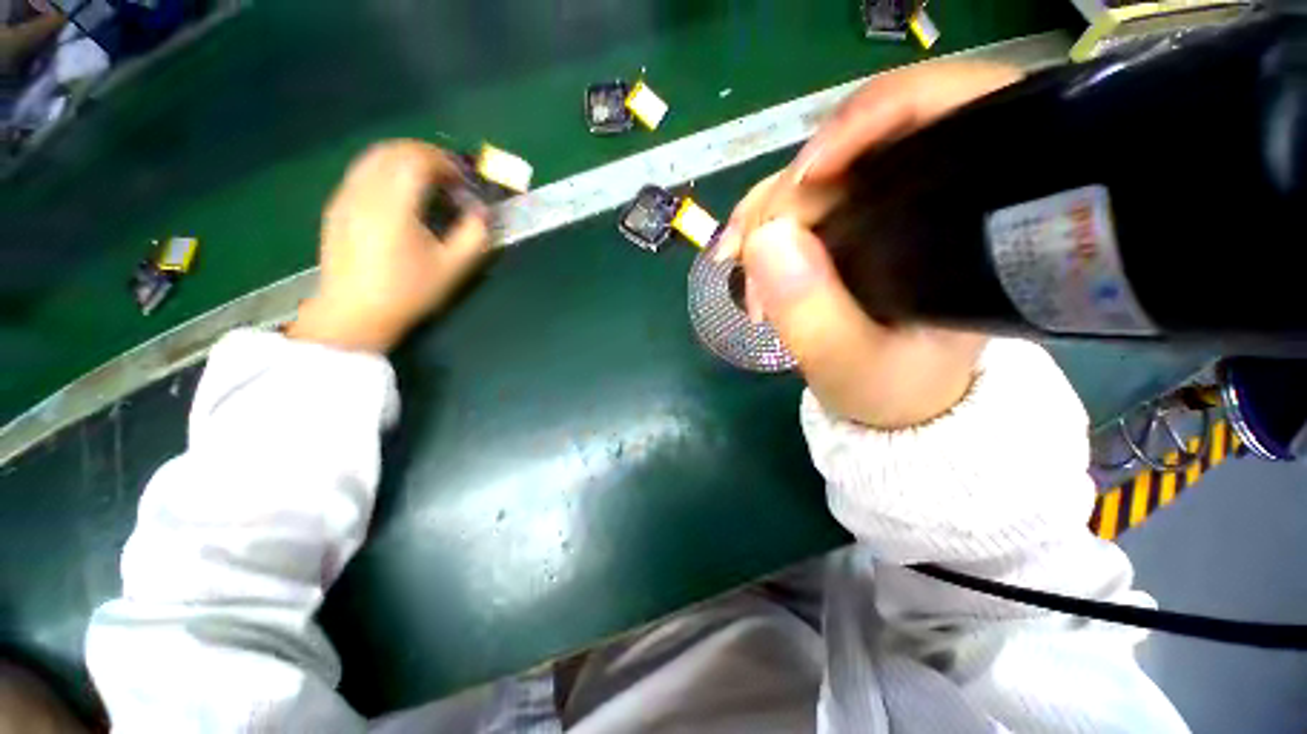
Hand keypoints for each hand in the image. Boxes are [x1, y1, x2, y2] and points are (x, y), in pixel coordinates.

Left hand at [287, 140, 489, 352]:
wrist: (354, 313)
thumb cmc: (407, 292)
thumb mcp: (451, 269)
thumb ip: (474, 236)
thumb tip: (482, 212)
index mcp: (393, 206)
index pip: (417, 160)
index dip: (445, 163)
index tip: (462, 181)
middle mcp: (364, 192)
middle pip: (394, 150)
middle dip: (426, 156)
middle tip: (449, 177)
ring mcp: (345, 197)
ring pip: (374, 156)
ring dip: (405, 160)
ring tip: (428, 182)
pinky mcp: (337, 206)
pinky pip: (362, 171)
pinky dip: (386, 170)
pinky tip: (400, 195)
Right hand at [716, 61, 1021, 428]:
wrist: (893, 398)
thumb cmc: (891, 387)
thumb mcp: (849, 363)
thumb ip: (811, 312)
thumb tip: (764, 238)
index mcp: (965, 219)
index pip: (940, 113)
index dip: (868, 120)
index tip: (803, 178)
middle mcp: (929, 197)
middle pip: (851, 149)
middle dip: (785, 197)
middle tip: (744, 257)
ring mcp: (883, 208)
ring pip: (813, 176)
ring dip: (763, 215)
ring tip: (738, 265)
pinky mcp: (851, 224)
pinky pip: (797, 204)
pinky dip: (762, 226)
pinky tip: (747, 258)